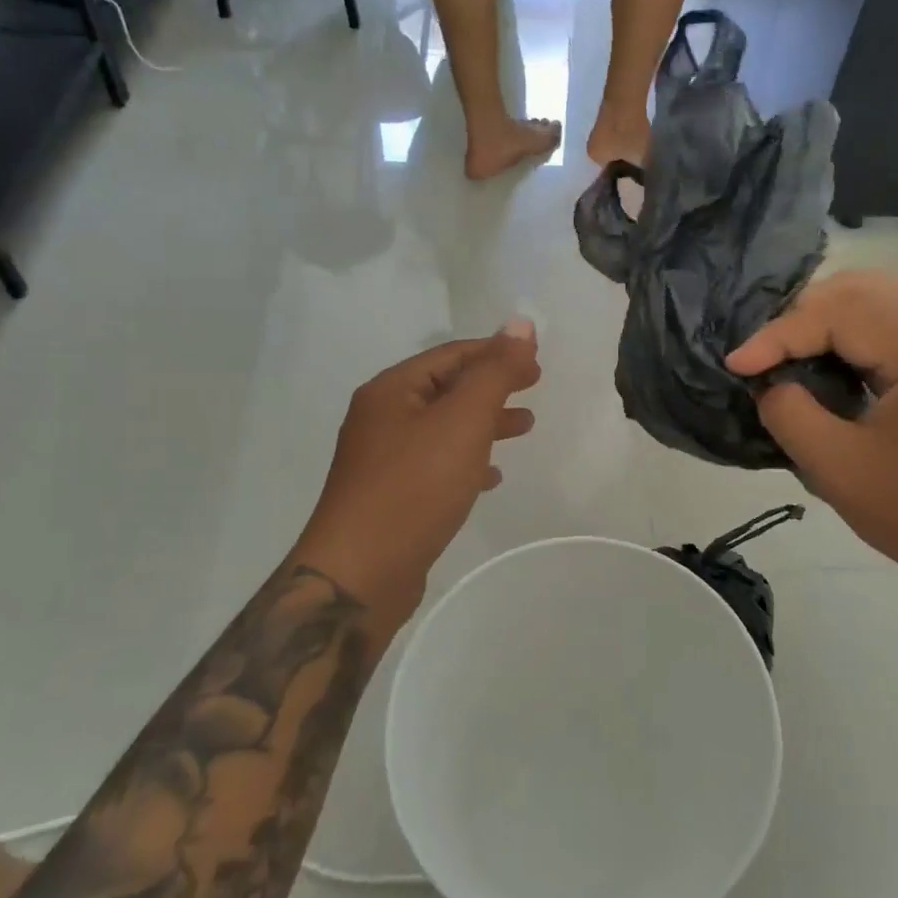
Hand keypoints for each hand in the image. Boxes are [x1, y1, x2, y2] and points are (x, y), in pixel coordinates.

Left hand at [295, 322, 539, 625]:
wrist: (361, 573)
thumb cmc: (414, 486)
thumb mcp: (463, 419)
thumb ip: (495, 371)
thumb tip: (521, 323)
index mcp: (391, 390)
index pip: (451, 355)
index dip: (496, 352)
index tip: (536, 361)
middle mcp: (381, 418)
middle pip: (446, 388)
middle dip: (492, 386)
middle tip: (534, 387)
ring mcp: (383, 460)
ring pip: (444, 428)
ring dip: (484, 423)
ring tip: (524, 428)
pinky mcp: (391, 497)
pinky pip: (436, 464)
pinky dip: (467, 460)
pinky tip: (490, 476)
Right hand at [728, 272, 897, 607]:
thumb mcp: (837, 469)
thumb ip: (790, 414)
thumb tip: (768, 382)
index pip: (837, 313)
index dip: (778, 335)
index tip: (735, 365)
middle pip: (861, 289)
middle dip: (801, 314)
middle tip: (763, 352)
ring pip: (878, 301)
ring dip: (825, 319)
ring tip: (787, 354)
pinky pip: (891, 328)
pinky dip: (850, 336)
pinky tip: (825, 364)